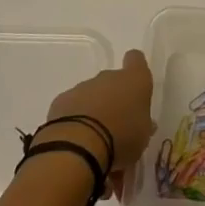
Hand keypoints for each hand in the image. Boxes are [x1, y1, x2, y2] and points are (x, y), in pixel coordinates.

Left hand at [36, 49, 155, 202]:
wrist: (78, 145)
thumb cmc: (121, 137)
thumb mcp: (143, 136)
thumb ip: (142, 125)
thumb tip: (141, 122)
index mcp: (134, 80)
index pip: (136, 60)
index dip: (135, 69)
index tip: (134, 86)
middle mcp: (108, 77)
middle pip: (112, 82)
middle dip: (113, 101)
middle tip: (115, 130)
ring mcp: (83, 87)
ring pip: (91, 97)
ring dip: (94, 114)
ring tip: (95, 144)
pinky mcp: (61, 101)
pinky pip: (72, 109)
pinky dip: (75, 123)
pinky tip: (77, 145)